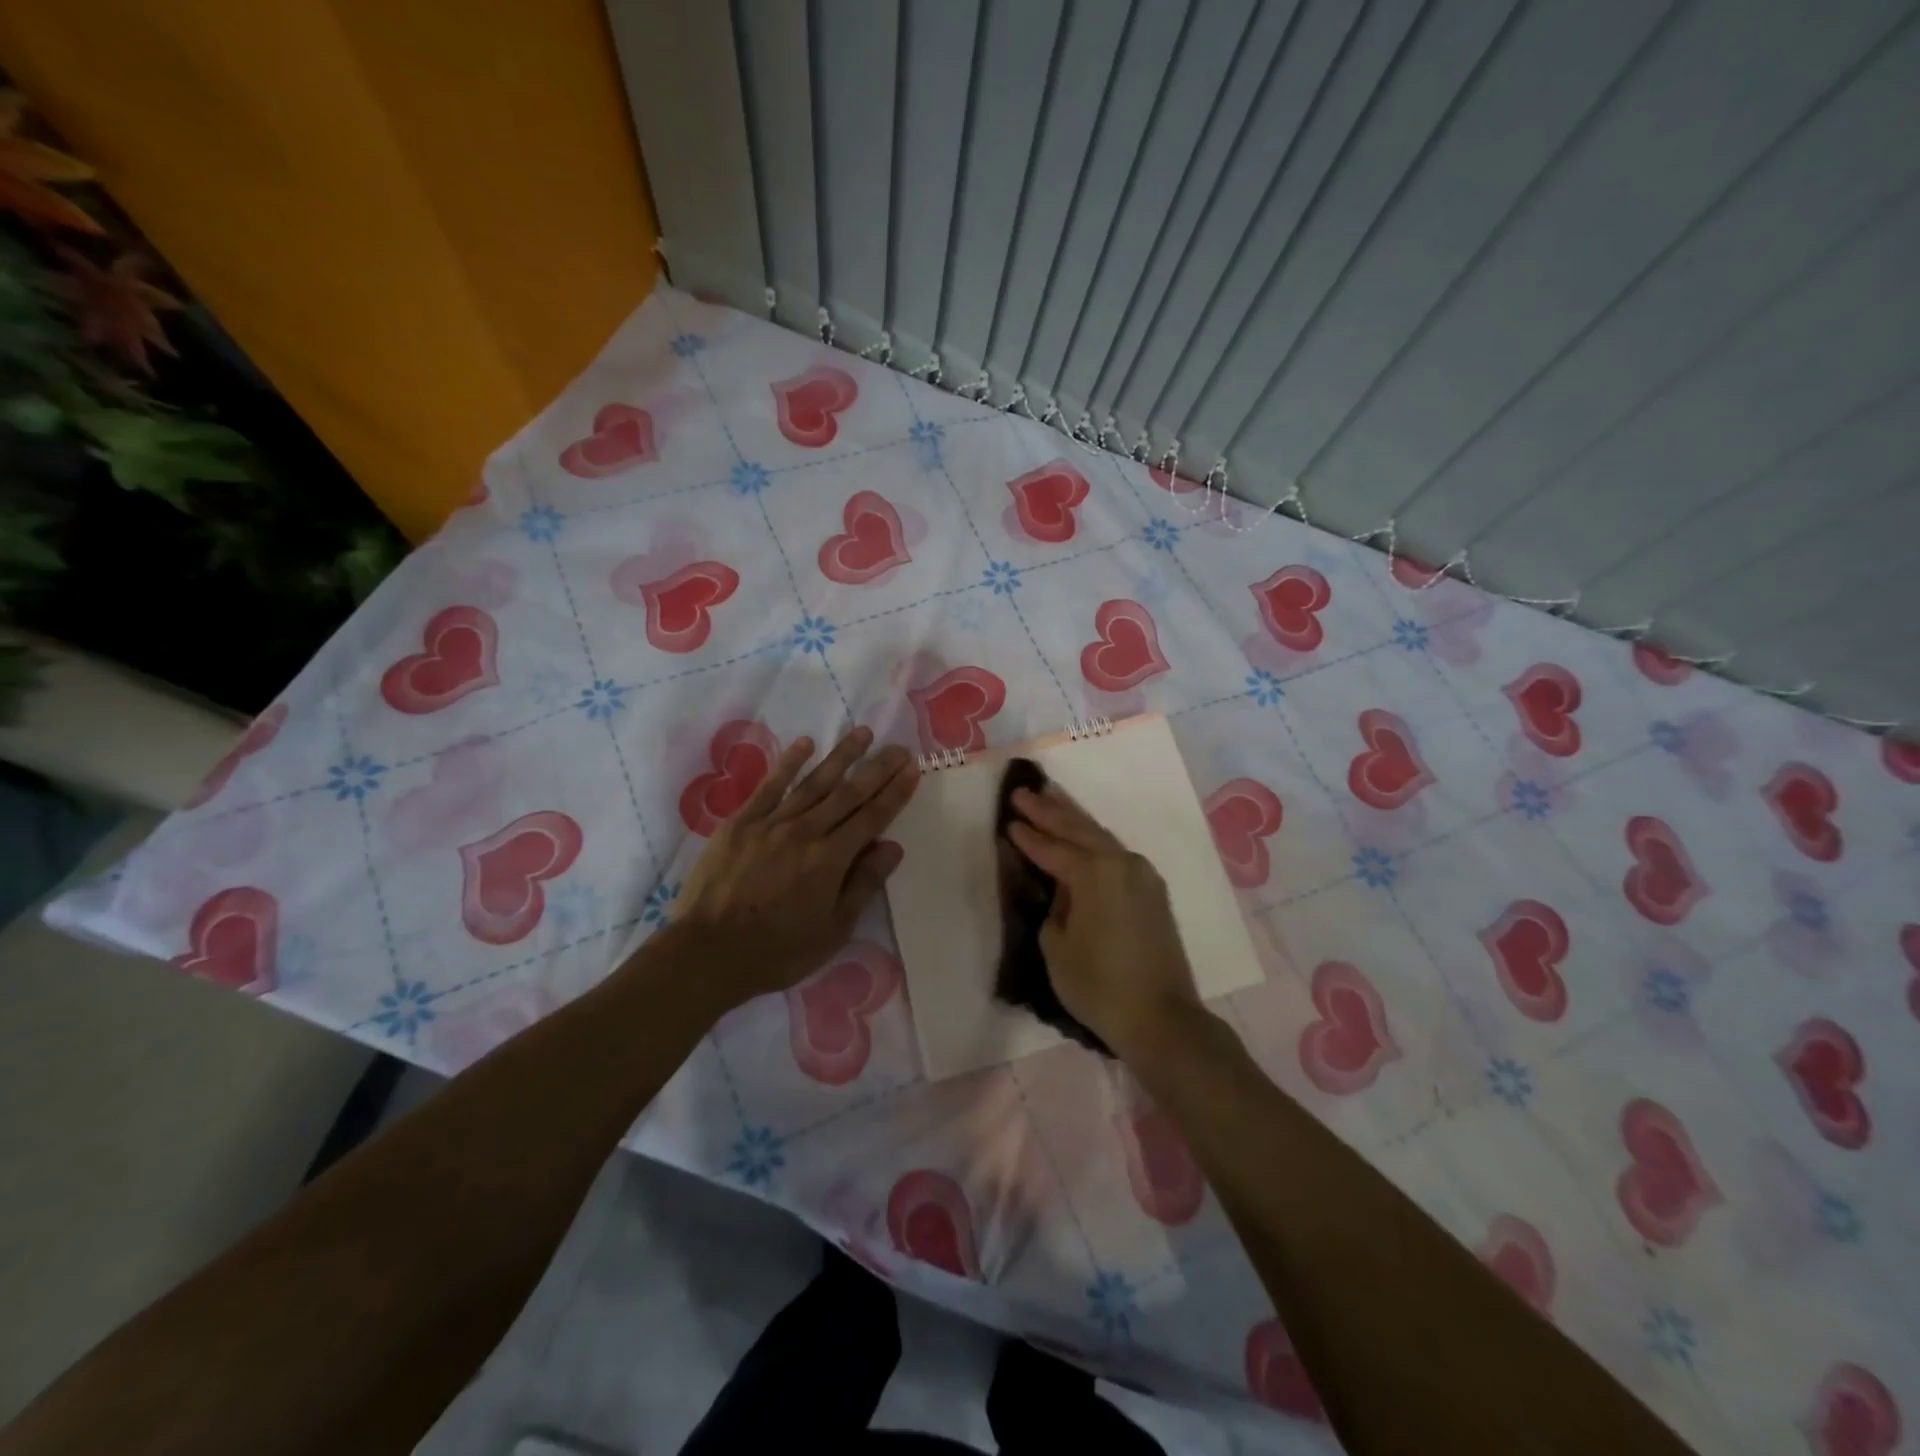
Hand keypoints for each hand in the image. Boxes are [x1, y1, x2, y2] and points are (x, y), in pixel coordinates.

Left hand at [670, 727, 917, 1007]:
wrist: (707, 952)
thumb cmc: (776, 950)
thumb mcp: (832, 930)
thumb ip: (863, 884)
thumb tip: (892, 847)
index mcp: (830, 859)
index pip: (872, 818)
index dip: (895, 793)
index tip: (912, 769)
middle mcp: (805, 831)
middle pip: (849, 794)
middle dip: (877, 769)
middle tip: (898, 747)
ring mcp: (771, 823)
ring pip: (814, 782)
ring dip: (841, 756)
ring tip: (862, 733)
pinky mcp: (741, 822)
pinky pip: (770, 785)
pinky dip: (789, 763)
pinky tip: (805, 744)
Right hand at [1005, 783, 1200, 1058]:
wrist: (1162, 1018)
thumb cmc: (1099, 985)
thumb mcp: (1056, 946)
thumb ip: (1054, 908)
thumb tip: (1063, 893)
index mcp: (1094, 873)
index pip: (1052, 848)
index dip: (1027, 836)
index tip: (1008, 819)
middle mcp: (1121, 863)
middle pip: (1079, 830)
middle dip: (1048, 811)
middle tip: (1024, 792)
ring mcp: (1142, 875)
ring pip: (1101, 836)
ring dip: (1074, 817)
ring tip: (1051, 796)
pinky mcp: (1152, 891)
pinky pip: (1116, 852)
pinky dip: (1094, 839)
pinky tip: (1083, 833)